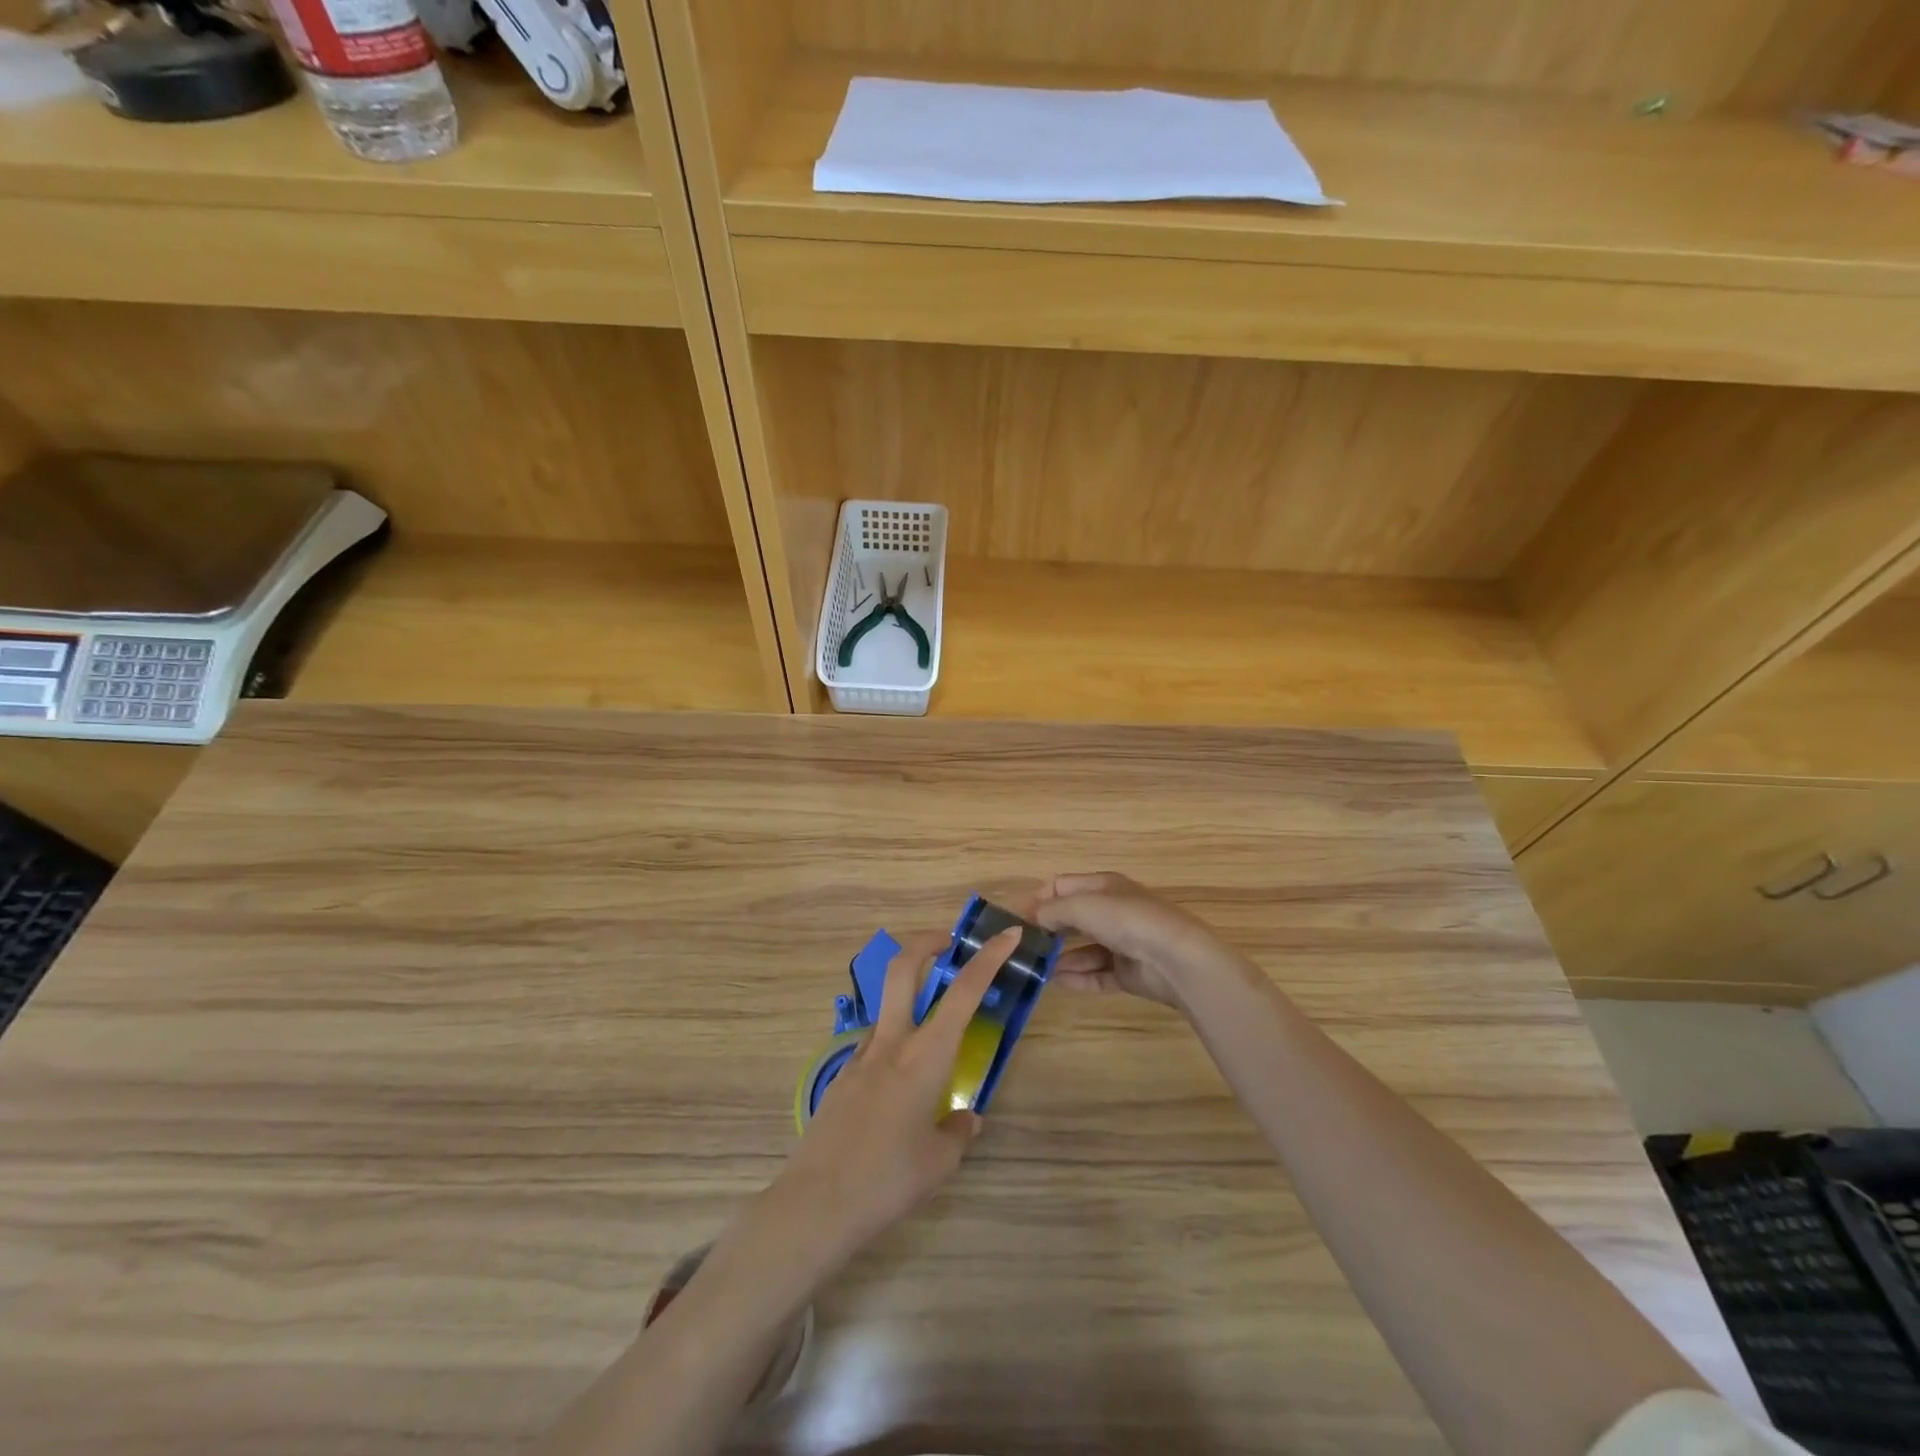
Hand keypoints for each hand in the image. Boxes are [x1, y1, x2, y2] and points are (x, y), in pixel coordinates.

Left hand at [768, 926, 1020, 1264]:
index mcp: (925, 1057)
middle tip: (949, 943)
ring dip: (909, 998)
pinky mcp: (840, 1076)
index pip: (963, 993)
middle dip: (927, 943)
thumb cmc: (888, 1181)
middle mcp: (892, 1043)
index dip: (988, 958)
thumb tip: (965, 1118)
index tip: (1007, 935)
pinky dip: (893, 1045)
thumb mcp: (939, 1162)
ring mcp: (860, 1056)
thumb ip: (957, 1131)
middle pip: (904, 968)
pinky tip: (898, 1088)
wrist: (815, 1204)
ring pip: (887, 1006)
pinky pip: (873, 1045)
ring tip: (932, 1036)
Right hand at [1035, 872, 1249, 1009]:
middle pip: (1073, 918)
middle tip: (1023, 946)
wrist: (1176, 958)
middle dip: (1049, 930)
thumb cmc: (1127, 920)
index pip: (1063, 886)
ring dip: (1061, 958)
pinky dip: (1078, 977)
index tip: (1017, 919)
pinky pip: (1097, 974)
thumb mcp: (1082, 906)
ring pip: (1084, 949)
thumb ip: (1051, 910)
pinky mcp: (1129, 972)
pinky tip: (1057, 982)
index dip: (1039, 899)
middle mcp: (1113, 911)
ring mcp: (1122, 943)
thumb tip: (1031, 917)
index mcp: (1104, 886)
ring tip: (1036, 969)